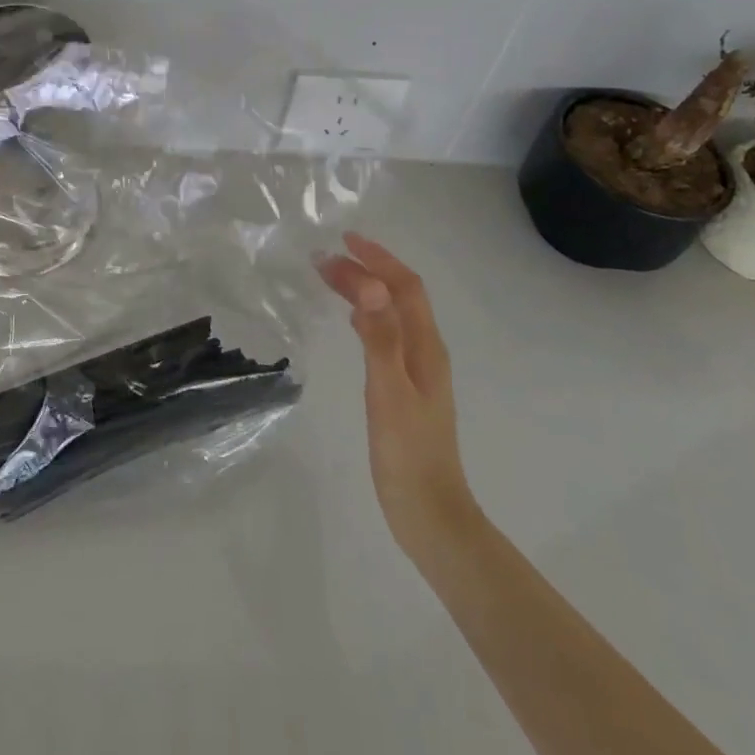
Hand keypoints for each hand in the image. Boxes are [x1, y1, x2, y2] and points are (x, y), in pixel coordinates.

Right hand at [318, 233, 476, 555]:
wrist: (430, 514)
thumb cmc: (407, 453)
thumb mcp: (389, 392)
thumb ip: (380, 338)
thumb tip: (371, 285)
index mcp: (426, 347)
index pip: (405, 287)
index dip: (379, 259)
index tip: (345, 240)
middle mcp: (426, 351)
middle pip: (398, 297)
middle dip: (366, 270)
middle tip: (325, 259)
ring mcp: (417, 371)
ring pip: (392, 314)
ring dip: (366, 290)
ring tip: (333, 277)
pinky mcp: (405, 389)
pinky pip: (387, 334)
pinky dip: (367, 315)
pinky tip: (351, 322)